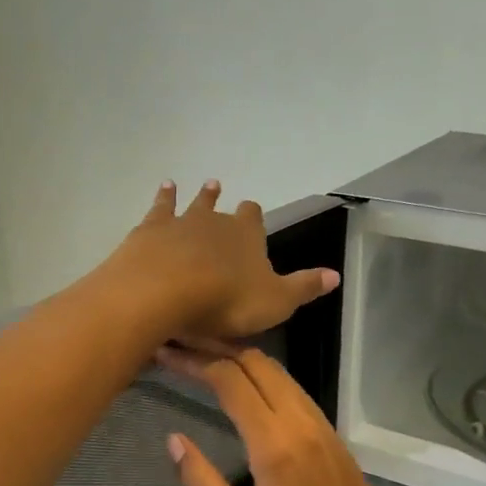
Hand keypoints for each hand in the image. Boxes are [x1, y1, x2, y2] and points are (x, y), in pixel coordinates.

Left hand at [109, 181, 339, 343]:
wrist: (165, 292)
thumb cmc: (226, 300)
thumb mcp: (276, 301)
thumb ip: (304, 287)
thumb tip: (336, 275)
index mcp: (246, 235)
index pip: (254, 218)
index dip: (254, 217)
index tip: (252, 211)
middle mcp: (214, 221)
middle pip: (218, 207)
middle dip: (219, 200)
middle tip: (217, 186)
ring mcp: (179, 222)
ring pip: (189, 203)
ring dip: (193, 195)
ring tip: (189, 184)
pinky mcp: (149, 230)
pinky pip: (158, 208)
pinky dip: (162, 198)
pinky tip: (164, 188)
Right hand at [159, 346, 414, 485]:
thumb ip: (204, 485)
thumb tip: (174, 440)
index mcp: (275, 445)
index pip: (231, 381)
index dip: (195, 361)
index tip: (167, 354)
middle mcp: (299, 422)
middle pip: (256, 363)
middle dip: (215, 348)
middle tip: (180, 346)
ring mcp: (320, 423)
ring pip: (278, 370)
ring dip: (240, 357)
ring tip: (204, 357)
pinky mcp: (330, 431)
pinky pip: (293, 387)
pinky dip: (263, 373)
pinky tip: (244, 383)